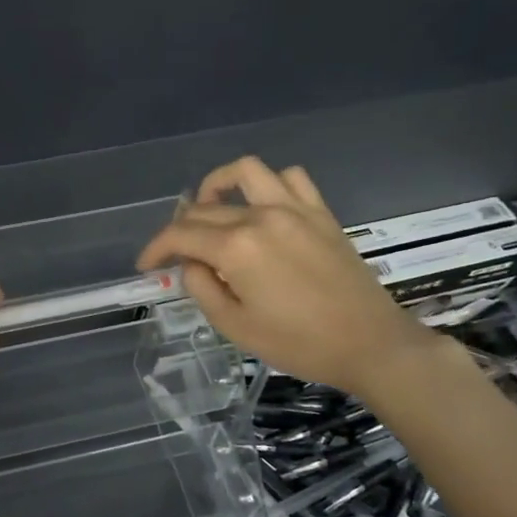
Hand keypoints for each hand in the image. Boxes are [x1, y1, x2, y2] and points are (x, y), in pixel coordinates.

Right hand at [136, 156, 430, 395]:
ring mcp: (294, 209)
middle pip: (205, 208)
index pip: (179, 235)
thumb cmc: (298, 344)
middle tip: (175, 254)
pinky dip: (268, 184)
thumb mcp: (235, 326)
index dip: (155, 249)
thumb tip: (191, 263)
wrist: (370, 344)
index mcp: (236, 248)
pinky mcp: (320, 213)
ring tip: (212, 207)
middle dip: (180, 229)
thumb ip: (202, 287)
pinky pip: (290, 178)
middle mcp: (261, 216)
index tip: (146, 266)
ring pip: (246, 172)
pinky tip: (262, 207)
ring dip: (219, 184)